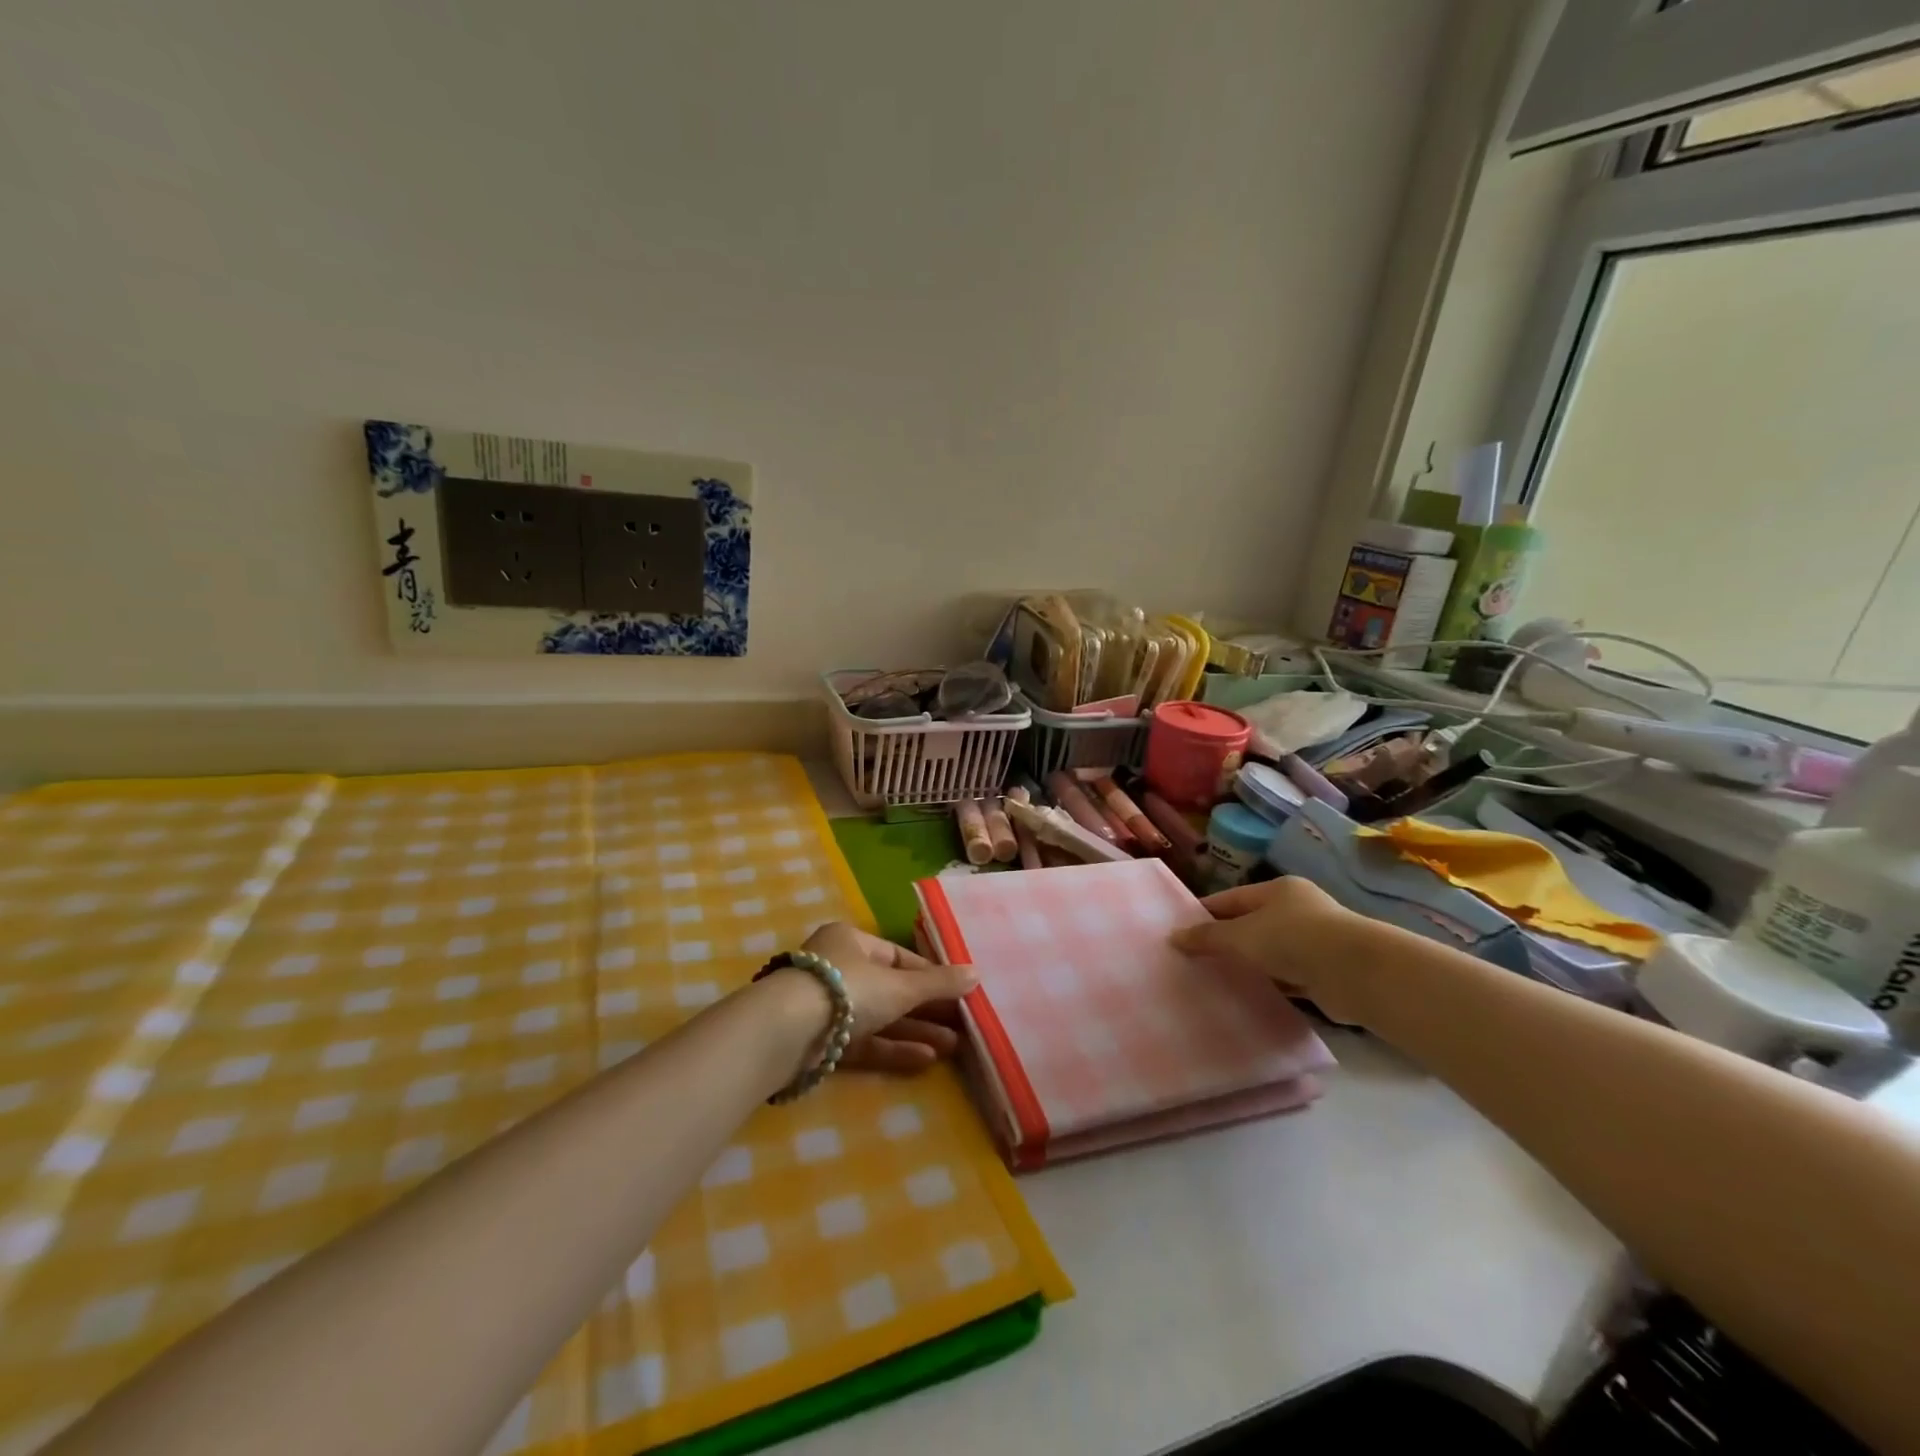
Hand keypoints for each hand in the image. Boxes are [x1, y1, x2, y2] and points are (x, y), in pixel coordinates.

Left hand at [799, 922, 976, 1072]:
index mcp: (851, 942)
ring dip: (915, 1031)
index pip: (899, 957)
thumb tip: (977, 973)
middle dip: (926, 1008)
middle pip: (891, 988)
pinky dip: (892, 1049)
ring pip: (879, 1018)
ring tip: (954, 1047)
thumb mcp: (900, 985)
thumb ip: (939, 984)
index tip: (958, 992)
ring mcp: (827, 1007)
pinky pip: (864, 1042)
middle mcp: (838, 968)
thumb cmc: (848, 989)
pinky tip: (926, 1060)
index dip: (930, 975)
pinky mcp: (821, 1041)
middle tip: (961, 1024)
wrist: (787, 1032)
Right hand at [1169, 877, 1375, 1024]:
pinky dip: (1271, 983)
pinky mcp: (1326, 971)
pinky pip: (1288, 975)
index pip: (1231, 898)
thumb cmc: (1292, 939)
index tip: (1181, 931)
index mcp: (1278, 890)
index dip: (1205, 913)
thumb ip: (1207, 937)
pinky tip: (1251, 994)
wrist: (1356, 973)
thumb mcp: (1241, 936)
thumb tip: (1173, 937)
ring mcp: (1315, 940)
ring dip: (1250, 963)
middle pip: (1251, 923)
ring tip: (1217, 979)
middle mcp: (1298, 909)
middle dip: (1226, 940)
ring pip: (1270, 951)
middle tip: (1195, 958)